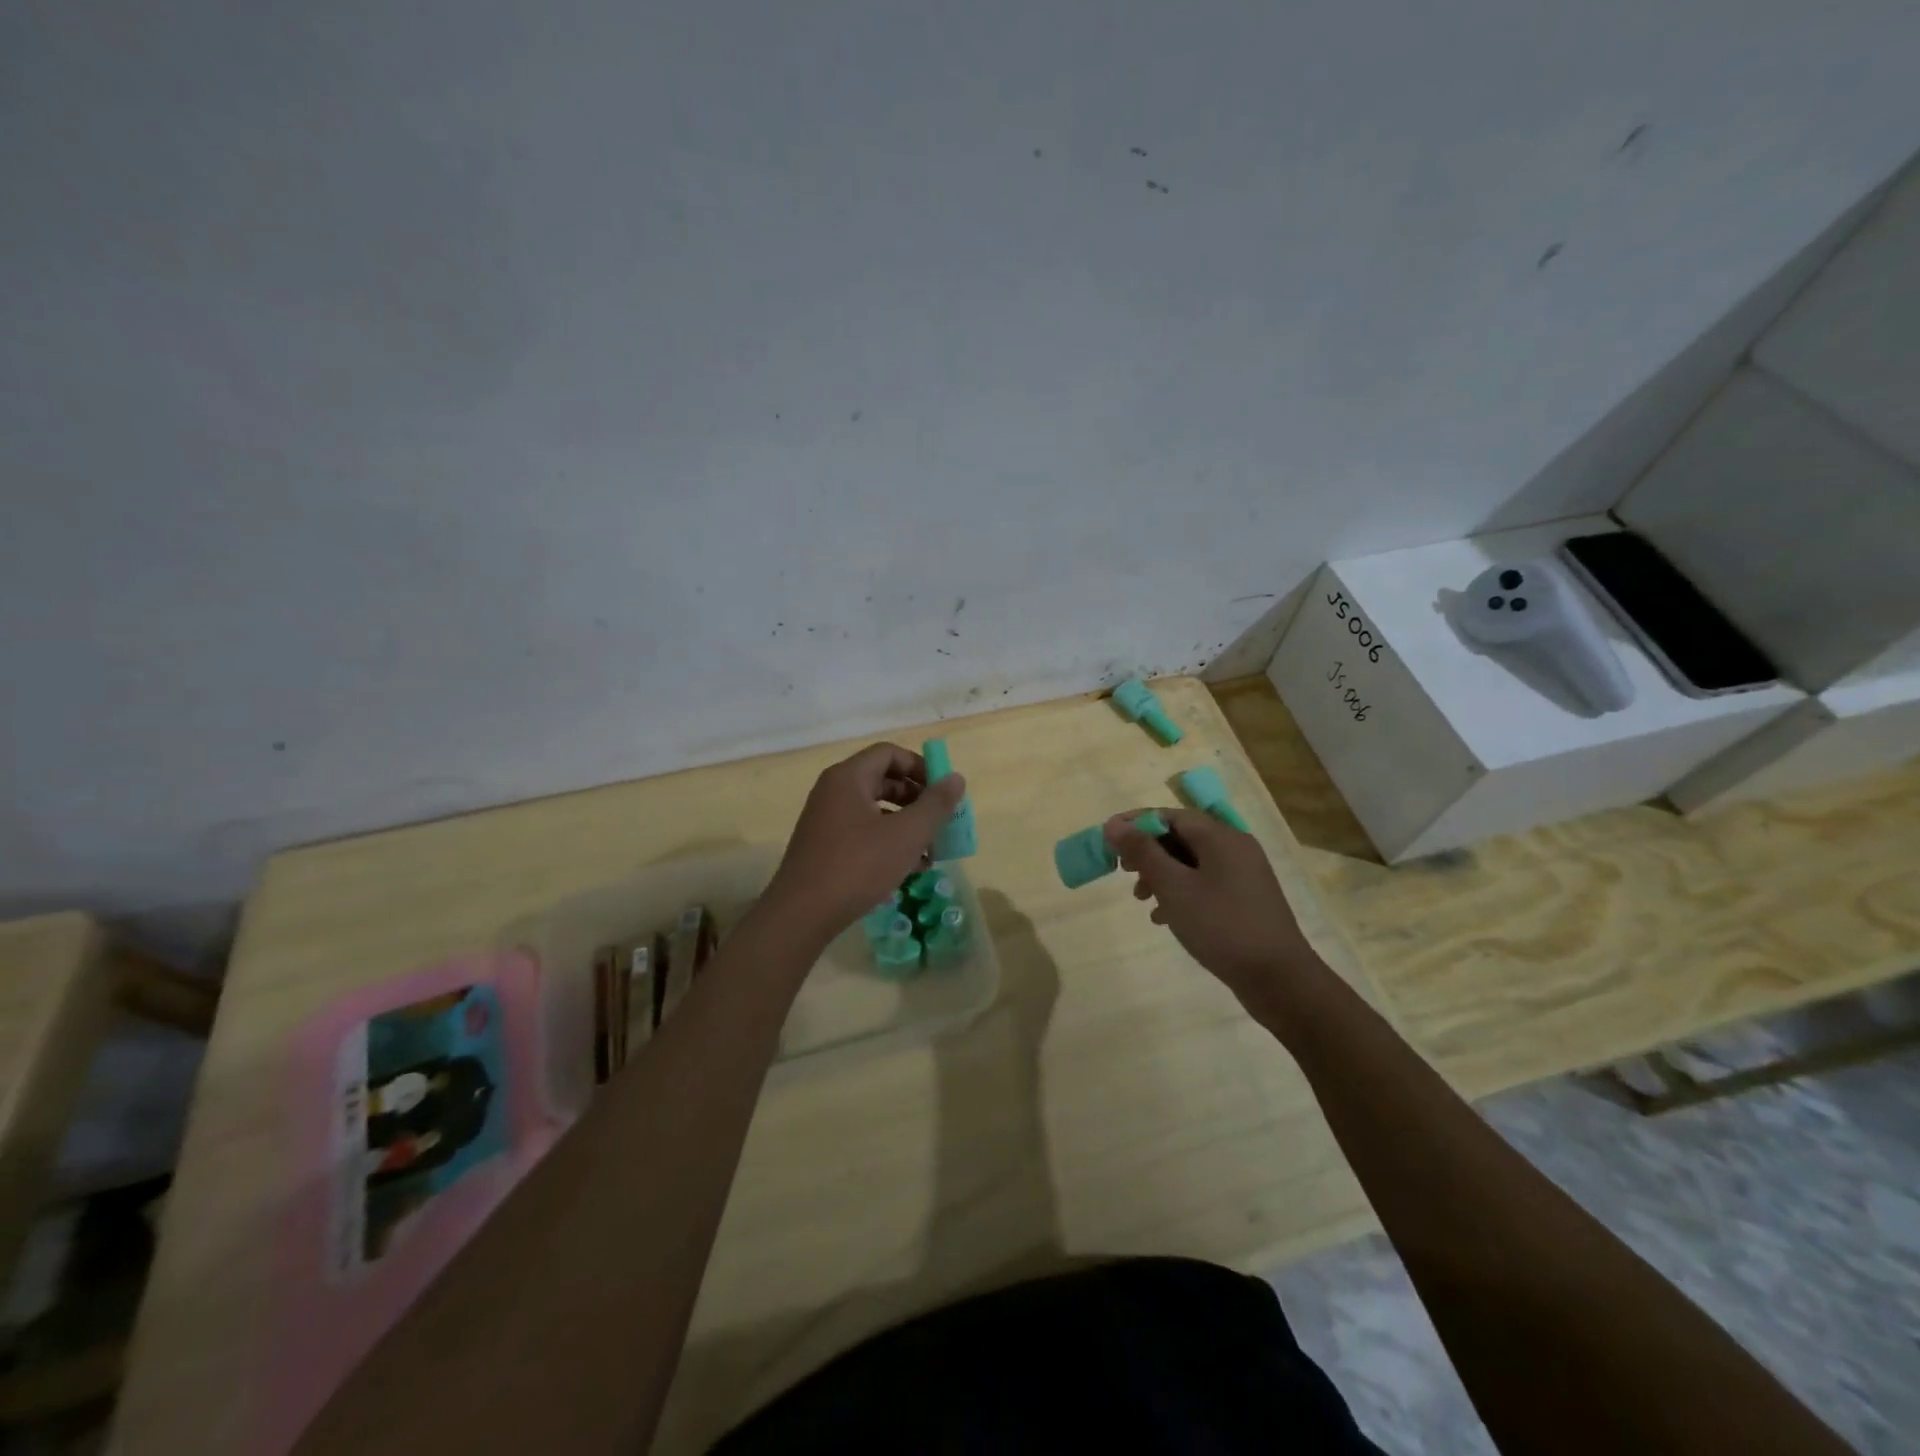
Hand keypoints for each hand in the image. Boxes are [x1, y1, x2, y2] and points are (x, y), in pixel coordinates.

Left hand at [762, 743, 966, 947]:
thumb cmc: (858, 866)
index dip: (920, 766)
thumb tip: (956, 778)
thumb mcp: (907, 834)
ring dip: (906, 826)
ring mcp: (826, 821)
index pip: (889, 753)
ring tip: (931, 852)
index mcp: (848, 778)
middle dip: (917, 800)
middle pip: (883, 781)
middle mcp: (833, 792)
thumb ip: (936, 804)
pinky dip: (888, 843)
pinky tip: (909, 870)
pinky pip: (863, 833)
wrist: (801, 915)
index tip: (943, 791)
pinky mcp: (824, 848)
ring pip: (875, 811)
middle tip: (941, 822)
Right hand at [1104, 808, 1327, 1027]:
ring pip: (1192, 862)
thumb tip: (1114, 825)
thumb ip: (1143, 852)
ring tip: (1141, 899)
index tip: (1108, 840)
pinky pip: (1205, 884)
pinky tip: (1164, 918)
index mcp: (1221, 837)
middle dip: (1148, 851)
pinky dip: (1181, 892)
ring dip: (1161, 874)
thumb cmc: (1222, 926)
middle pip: (1181, 836)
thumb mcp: (1174, 887)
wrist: (1279, 980)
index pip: (1170, 815)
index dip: (1136, 824)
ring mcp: (1244, 875)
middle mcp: (1236, 848)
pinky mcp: (1245, 901)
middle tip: (1123, 871)